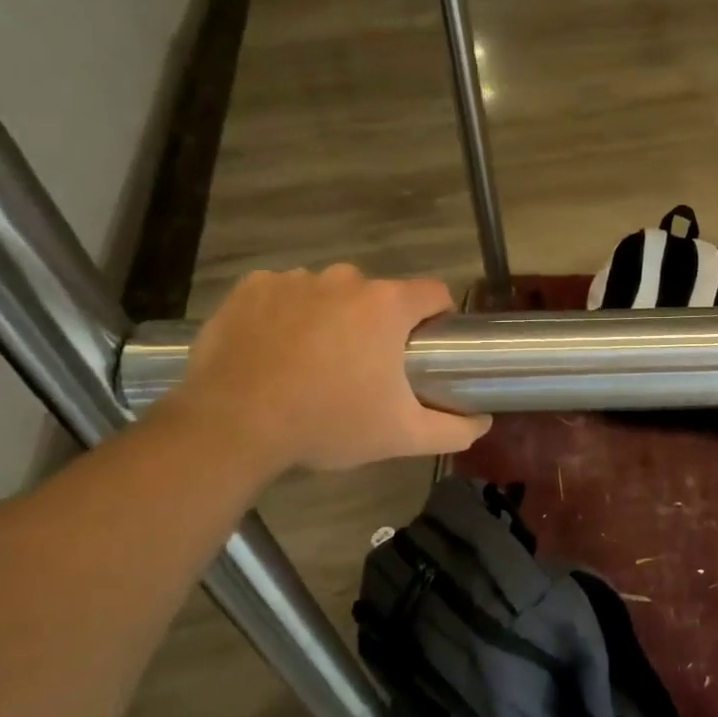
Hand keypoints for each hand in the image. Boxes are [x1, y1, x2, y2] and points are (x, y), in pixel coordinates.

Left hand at [164, 265, 490, 474]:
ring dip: (332, 318)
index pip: (434, 293)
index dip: (438, 318)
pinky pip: (284, 293)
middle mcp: (345, 280)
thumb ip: (453, 428)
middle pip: (379, 295)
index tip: (425, 349)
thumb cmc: (328, 424)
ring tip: (314, 363)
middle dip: (379, 325)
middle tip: (364, 369)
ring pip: (330, 293)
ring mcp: (294, 280)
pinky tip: (277, 350)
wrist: (232, 426)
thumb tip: (484, 421)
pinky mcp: (251, 289)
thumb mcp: (401, 436)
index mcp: (387, 306)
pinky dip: (287, 314)